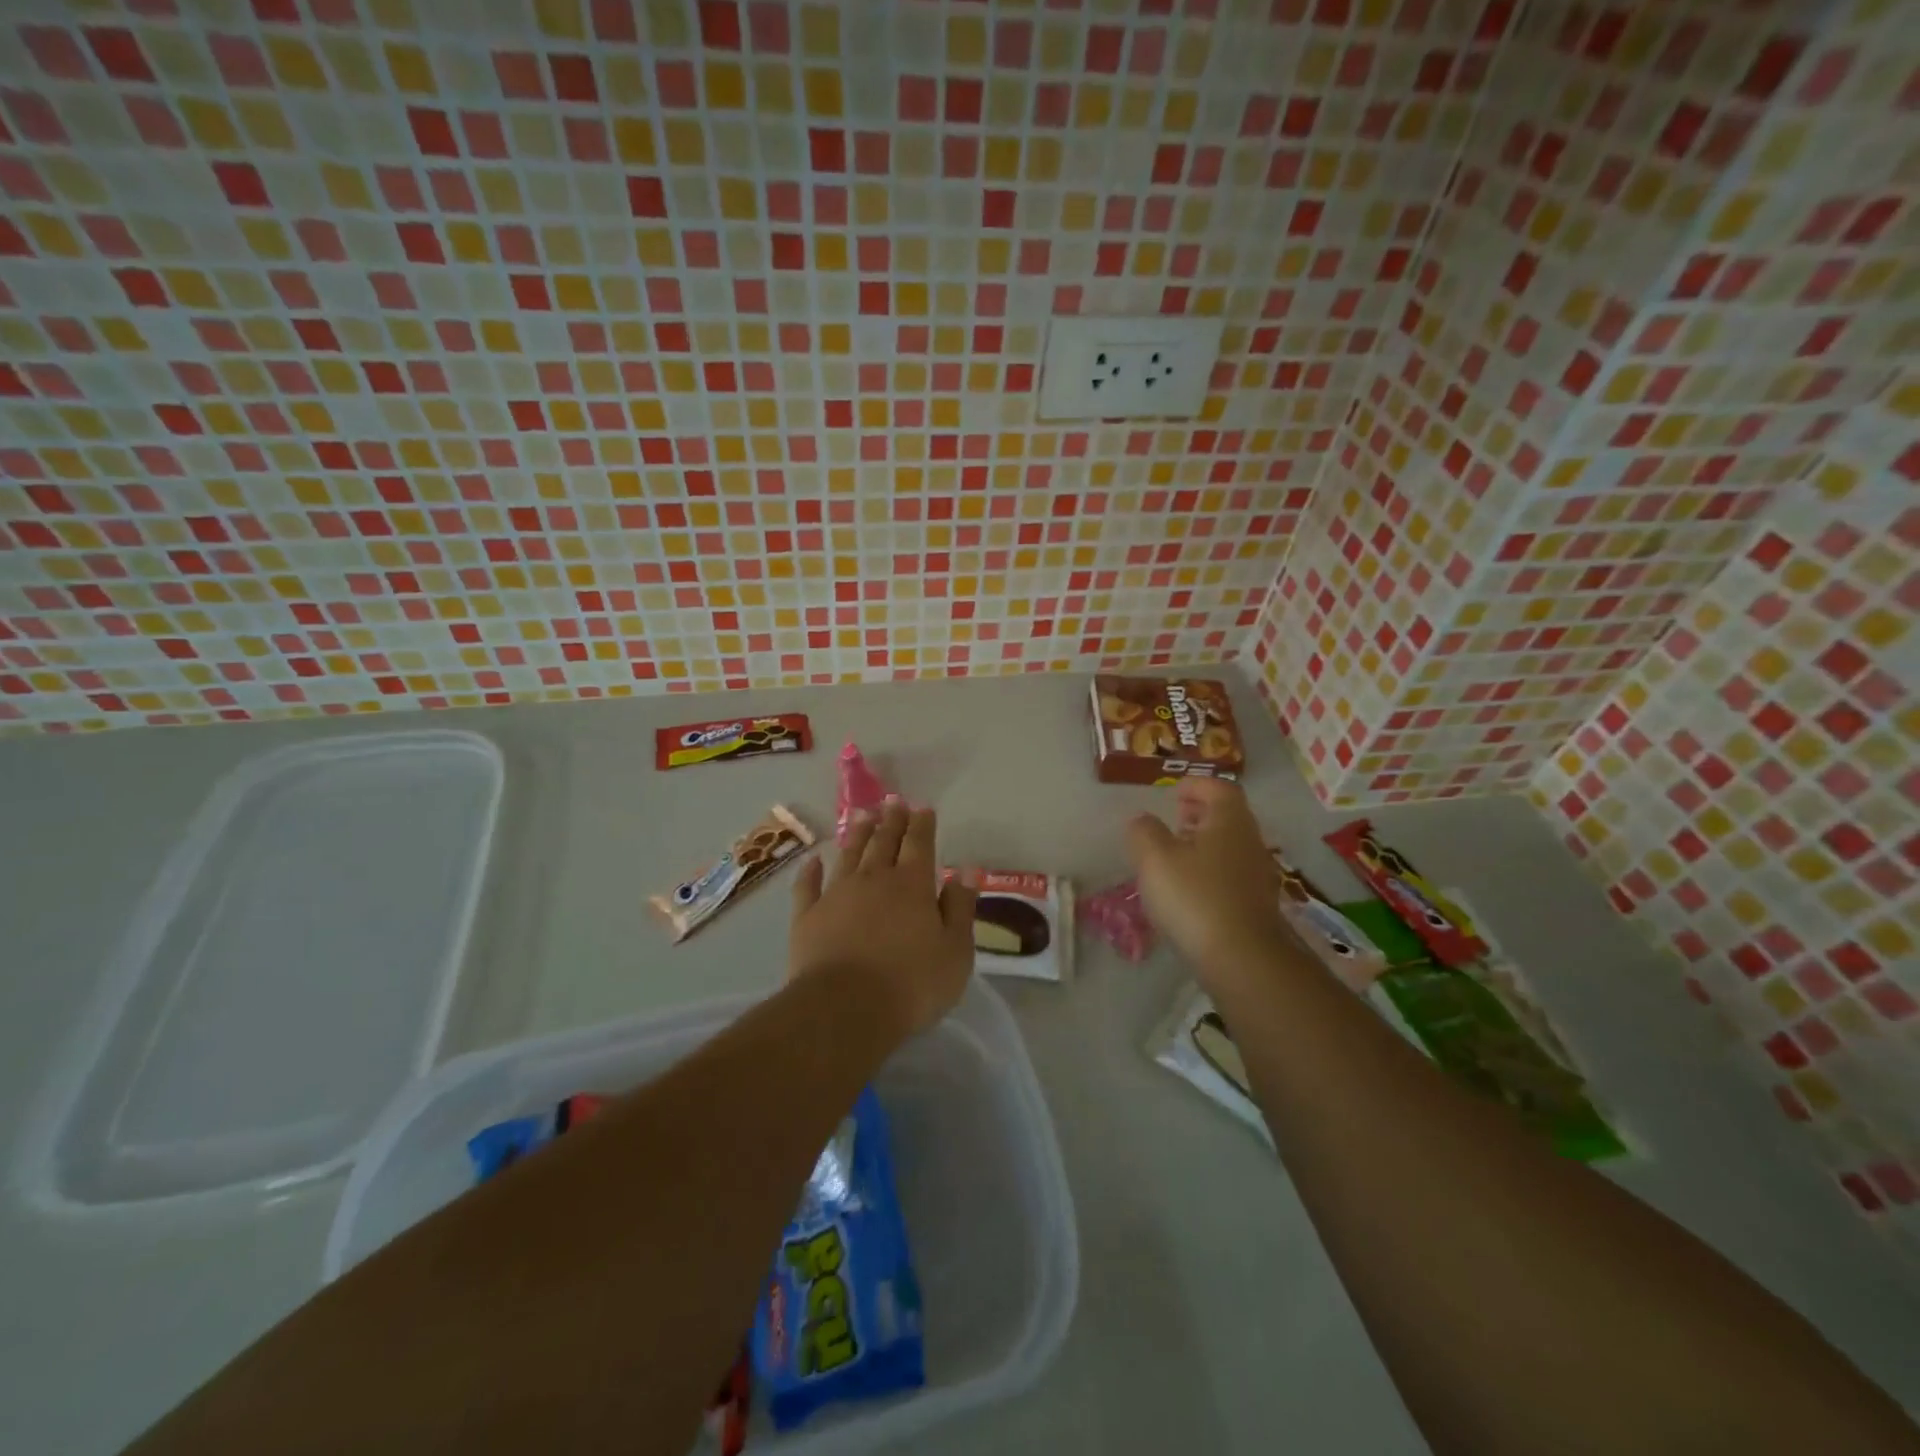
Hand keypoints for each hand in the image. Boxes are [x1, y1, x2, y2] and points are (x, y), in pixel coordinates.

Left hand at [789, 799, 978, 1038]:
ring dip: (857, 834)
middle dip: (891, 821)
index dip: (922, 824)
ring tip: (862, 816)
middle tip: (893, 802)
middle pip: (884, 842)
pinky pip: (808, 886)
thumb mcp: (955, 951)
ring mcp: (836, 895)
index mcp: (912, 885)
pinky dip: (810, 871)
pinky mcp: (807, 917)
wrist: (844, 1009)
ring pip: (848, 855)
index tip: (922, 807)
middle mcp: (874, 879)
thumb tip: (965, 871)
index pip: (919, 844)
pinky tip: (813, 861)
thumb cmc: (911, 984)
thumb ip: (960, 908)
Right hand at [1125, 779, 1292, 986]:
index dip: (1197, 785)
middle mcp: (1250, 842)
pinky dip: (1211, 871)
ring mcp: (1258, 876)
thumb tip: (1142, 820)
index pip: (1220, 788)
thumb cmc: (1195, 897)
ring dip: (1205, 843)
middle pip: (1228, 816)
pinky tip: (1190, 890)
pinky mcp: (1256, 905)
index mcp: (1229, 821)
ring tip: (1176, 855)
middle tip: (1175, 819)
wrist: (1242, 959)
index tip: (1174, 792)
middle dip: (1201, 814)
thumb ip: (1144, 832)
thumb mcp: (1155, 859)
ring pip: (1231, 846)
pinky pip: (1232, 875)